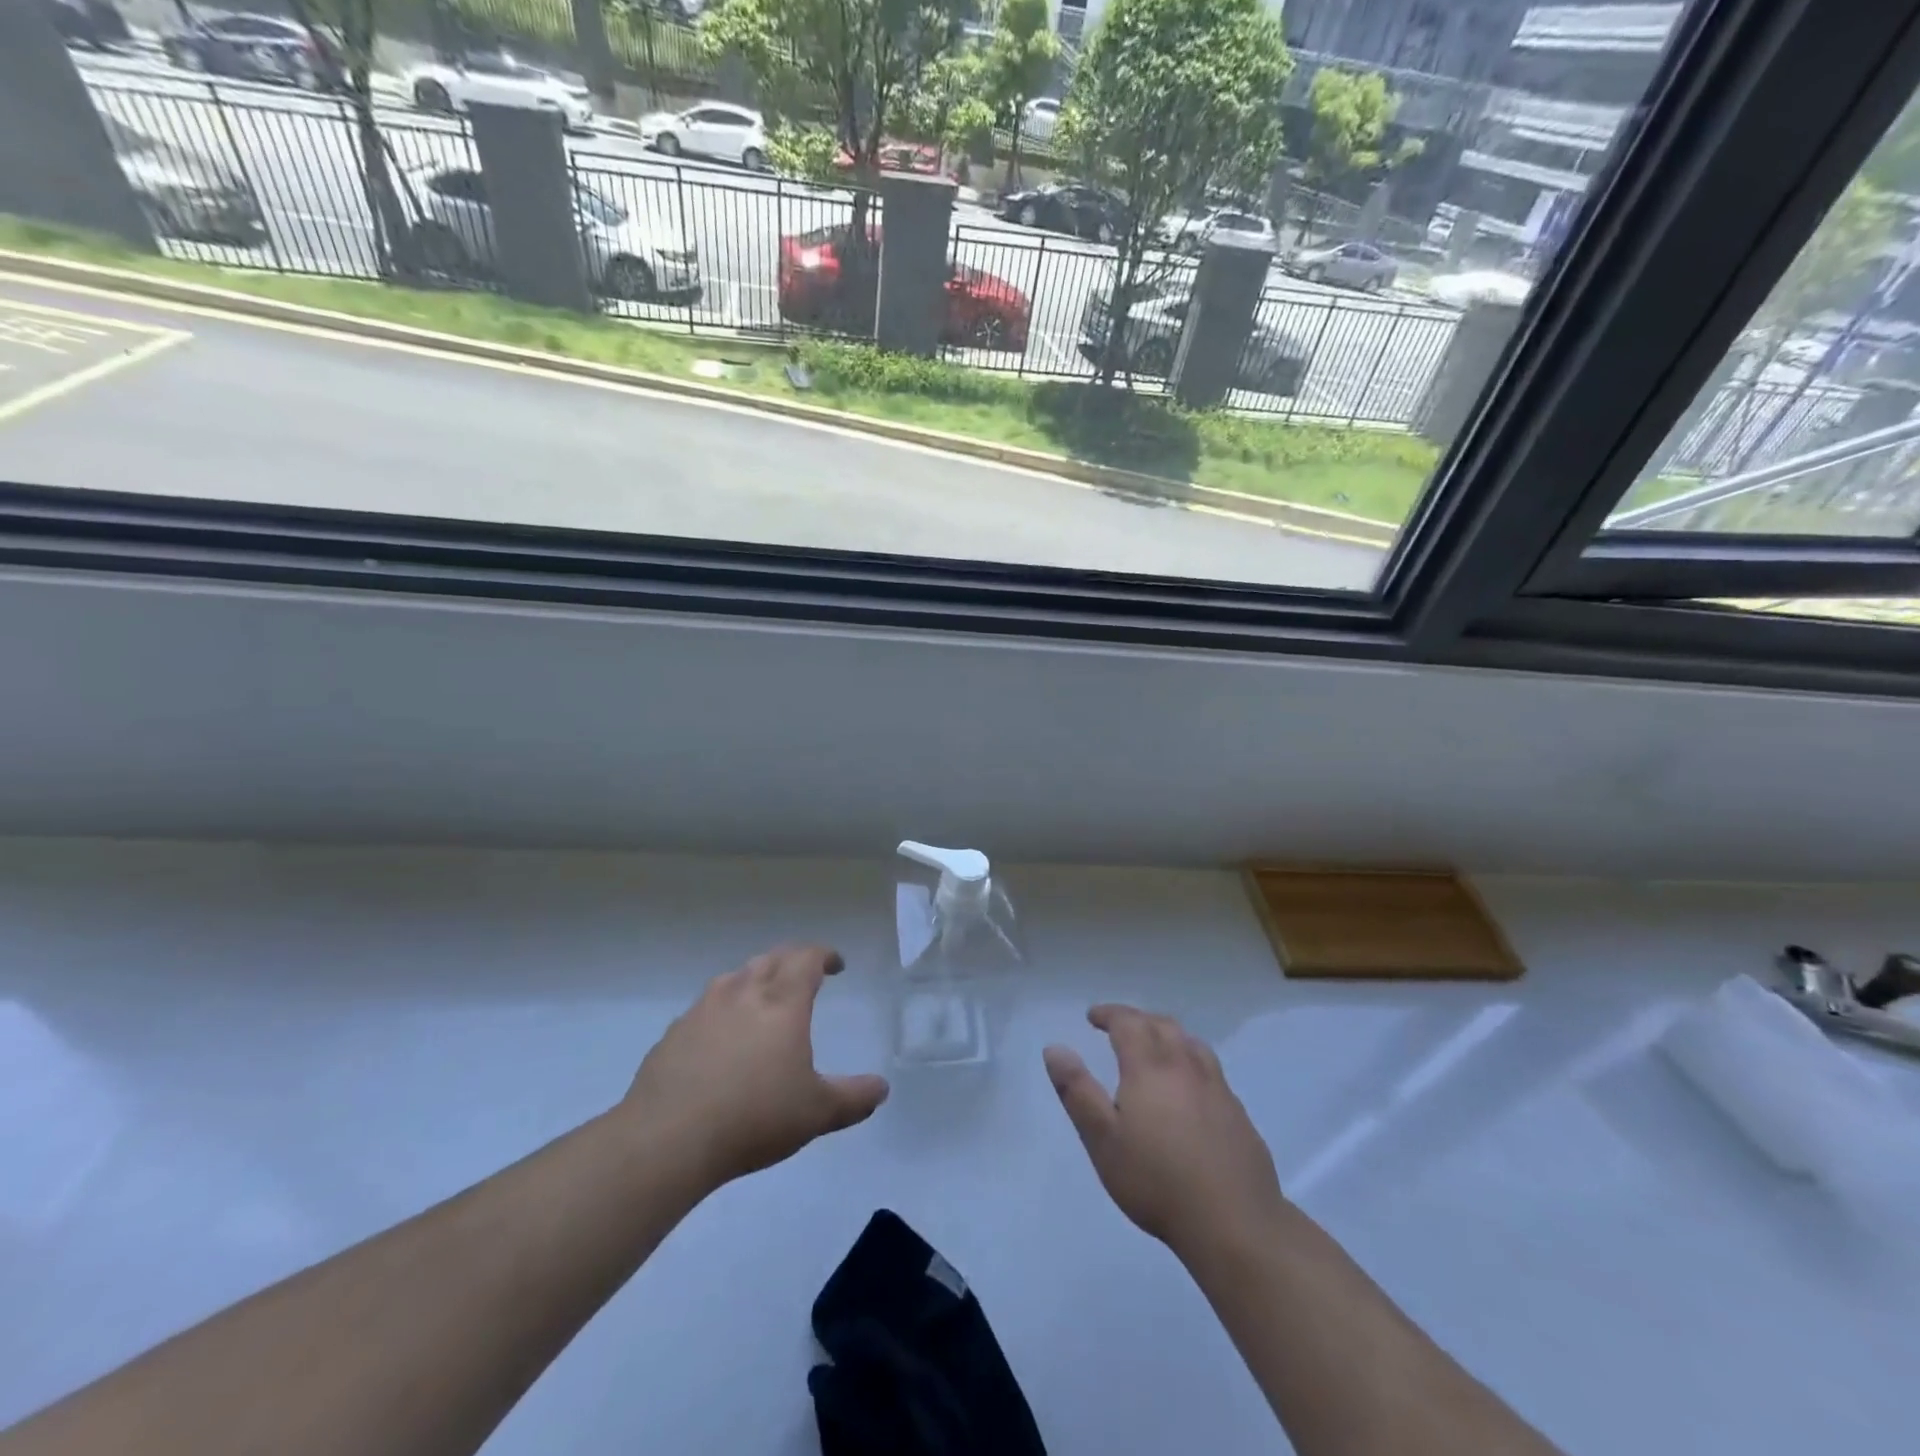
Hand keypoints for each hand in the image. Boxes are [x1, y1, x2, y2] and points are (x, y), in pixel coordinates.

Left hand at [621, 944, 888, 1191]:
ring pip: (734, 977)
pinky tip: (720, 1036)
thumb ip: (853, 1098)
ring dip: (755, 978)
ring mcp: (704, 1010)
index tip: (836, 965)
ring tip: (762, 997)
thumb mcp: (816, 1113)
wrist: (668, 1138)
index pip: (806, 959)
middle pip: (771, 959)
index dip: (824, 955)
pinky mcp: (674, 1033)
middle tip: (804, 974)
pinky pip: (705, 1007)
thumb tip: (881, 1088)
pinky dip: (722, 1009)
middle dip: (792, 960)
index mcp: (782, 1002)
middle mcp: (743, 993)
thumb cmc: (754, 1117)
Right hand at [1045, 1005, 1284, 1262]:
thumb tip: (1055, 1048)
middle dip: (1137, 1019)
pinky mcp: (1238, 1112)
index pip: (1128, 1022)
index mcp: (1149, 1067)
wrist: (1234, 1223)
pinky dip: (1191, 1060)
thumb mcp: (1102, 1140)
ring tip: (1155, 1045)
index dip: (1109, 1014)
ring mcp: (1217, 1088)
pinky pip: (1211, 1069)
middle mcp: (1185, 1066)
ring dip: (1167, 1034)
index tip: (1093, 1017)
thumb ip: (1077, 1091)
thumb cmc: (1157, 1181)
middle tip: (1119, 1026)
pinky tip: (1190, 1086)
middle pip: (1161, 1025)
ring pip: (1191, 1043)